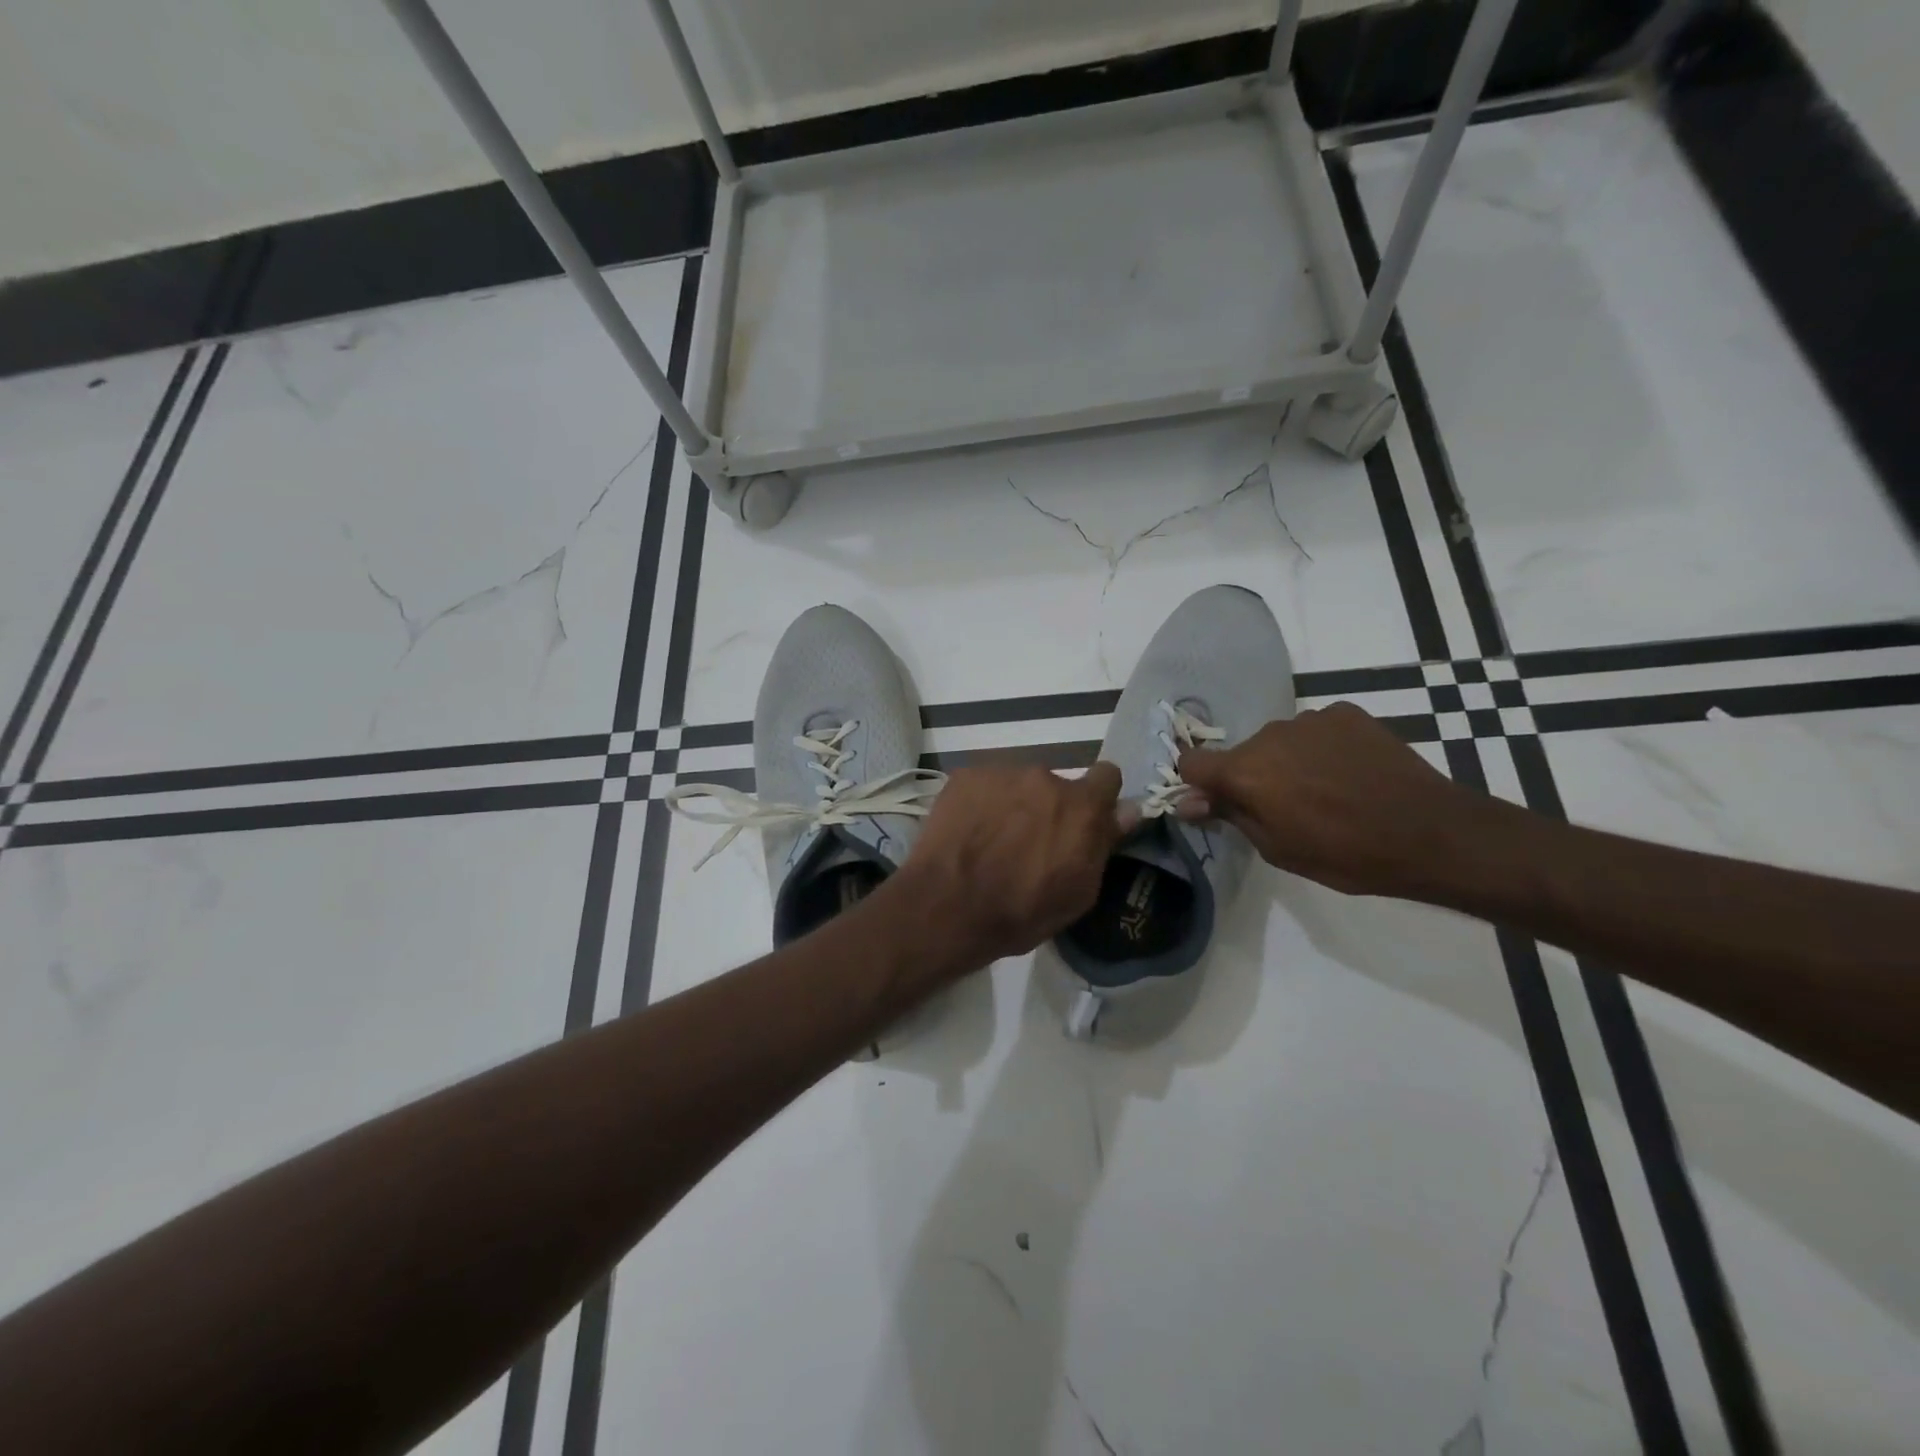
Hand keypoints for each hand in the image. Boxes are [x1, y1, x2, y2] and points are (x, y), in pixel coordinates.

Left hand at [895, 762, 1126, 967]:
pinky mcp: (966, 776)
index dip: (1100, 797)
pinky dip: (982, 804)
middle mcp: (1045, 777)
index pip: (1107, 776)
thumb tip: (1127, 811)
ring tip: (993, 840)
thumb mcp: (1078, 892)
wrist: (947, 906)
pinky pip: (985, 785)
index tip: (1088, 819)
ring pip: (1019, 785)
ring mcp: (1002, 773)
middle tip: (1031, 842)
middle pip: (1057, 786)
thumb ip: (1103, 844)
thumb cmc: (1021, 911)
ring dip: (1015, 805)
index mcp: (1081, 806)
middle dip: (1051, 808)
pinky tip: (969, 833)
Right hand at [1176, 702, 1477, 896]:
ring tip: (1326, 790)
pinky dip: (1322, 748)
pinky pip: (1316, 729)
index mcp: (1246, 772)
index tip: (1215, 802)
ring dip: (1288, 761)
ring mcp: (1310, 719)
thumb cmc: (1346, 854)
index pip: (1191, 762)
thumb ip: (1230, 816)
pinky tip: (1350, 772)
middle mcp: (1269, 736)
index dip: (1196, 783)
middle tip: (1286, 808)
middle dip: (1251, 777)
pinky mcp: (1346, 712)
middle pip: (1241, 753)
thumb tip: (1186, 801)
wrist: (1431, 833)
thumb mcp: (1277, 848)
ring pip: (1279, 741)